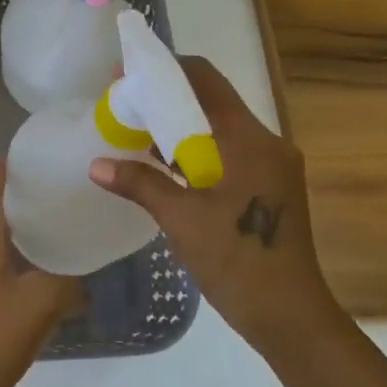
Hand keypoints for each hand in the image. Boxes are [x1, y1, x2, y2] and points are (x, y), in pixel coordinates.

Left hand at [0, 161, 84, 386]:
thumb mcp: (37, 306)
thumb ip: (64, 284)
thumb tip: (79, 277)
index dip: (1, 174)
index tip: (18, 156)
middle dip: (16, 212)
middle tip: (50, 205)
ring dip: (16, 252)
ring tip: (51, 253)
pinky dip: (12, 286)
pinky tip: (34, 304)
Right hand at [89, 56, 337, 350]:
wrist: (290, 317)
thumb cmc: (237, 261)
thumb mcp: (182, 219)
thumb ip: (140, 184)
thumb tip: (96, 165)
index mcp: (250, 140)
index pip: (206, 80)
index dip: (165, 70)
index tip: (128, 74)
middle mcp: (266, 143)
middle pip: (212, 102)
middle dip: (167, 99)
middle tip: (126, 103)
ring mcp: (272, 166)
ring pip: (219, 130)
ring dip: (180, 128)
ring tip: (137, 130)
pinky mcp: (269, 188)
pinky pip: (228, 154)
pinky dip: (197, 152)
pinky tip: (164, 164)